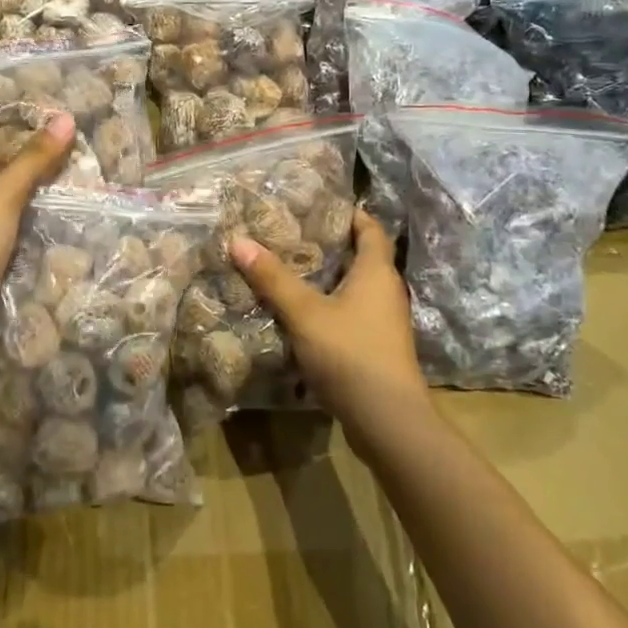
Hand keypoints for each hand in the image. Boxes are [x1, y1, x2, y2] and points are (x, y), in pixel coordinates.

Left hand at [0, 116, 74, 360]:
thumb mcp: (3, 196)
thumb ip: (33, 160)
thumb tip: (65, 117)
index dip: (1, 145)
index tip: (40, 144)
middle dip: (21, 176)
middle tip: (62, 169)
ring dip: (25, 209)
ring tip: (65, 198)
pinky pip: (2, 243)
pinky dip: (22, 238)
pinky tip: (50, 235)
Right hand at [229, 209, 427, 437]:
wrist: (389, 422)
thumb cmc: (351, 354)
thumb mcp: (305, 313)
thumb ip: (273, 278)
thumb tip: (238, 240)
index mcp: (377, 272)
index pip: (371, 229)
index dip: (350, 214)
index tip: (319, 205)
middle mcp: (387, 291)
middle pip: (362, 257)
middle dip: (331, 245)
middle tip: (292, 235)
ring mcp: (385, 322)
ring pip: (356, 288)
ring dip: (329, 279)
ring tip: (291, 271)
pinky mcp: (378, 348)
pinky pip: (354, 314)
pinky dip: (331, 307)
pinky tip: (303, 315)